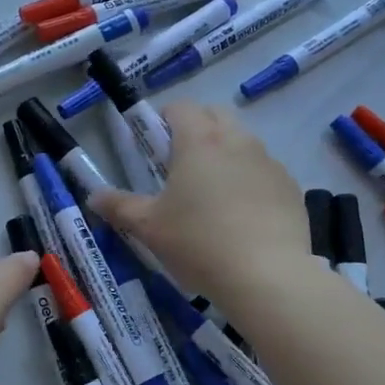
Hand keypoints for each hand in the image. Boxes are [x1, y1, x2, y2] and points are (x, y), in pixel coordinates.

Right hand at [90, 103, 310, 299]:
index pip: (181, 107)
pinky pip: (265, 171)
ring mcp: (269, 163)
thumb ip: (119, 206)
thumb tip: (93, 196)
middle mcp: (237, 141)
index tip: (154, 144)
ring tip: (212, 193)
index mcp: (199, 141)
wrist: (267, 277)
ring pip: (243, 142)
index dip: (164, 118)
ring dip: (225, 153)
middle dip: (197, 128)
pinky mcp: (291, 188)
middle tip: (180, 164)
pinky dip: (251, 181)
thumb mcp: (148, 227)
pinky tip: (243, 216)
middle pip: (216, 115)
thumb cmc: (198, 243)